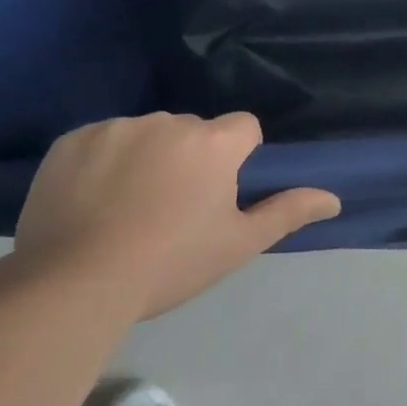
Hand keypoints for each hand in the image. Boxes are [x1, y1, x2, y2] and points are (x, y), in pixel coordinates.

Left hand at [16, 112, 339, 319]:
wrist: (74, 284)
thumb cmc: (170, 263)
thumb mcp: (237, 244)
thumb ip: (287, 212)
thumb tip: (334, 199)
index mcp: (214, 142)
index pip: (244, 128)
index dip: (238, 157)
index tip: (218, 192)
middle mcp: (169, 122)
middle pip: (193, 130)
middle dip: (190, 157)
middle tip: (171, 208)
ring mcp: (116, 127)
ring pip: (146, 133)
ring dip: (146, 156)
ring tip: (125, 207)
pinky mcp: (72, 139)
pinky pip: (101, 140)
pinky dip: (102, 161)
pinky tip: (91, 200)